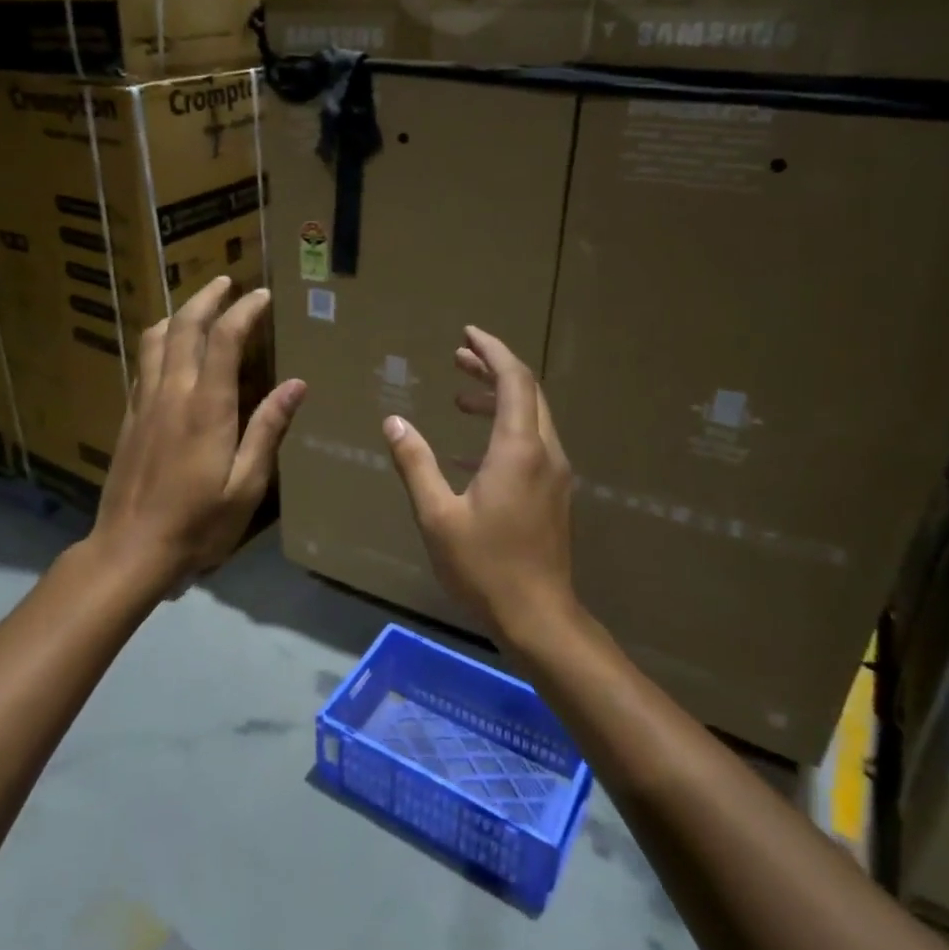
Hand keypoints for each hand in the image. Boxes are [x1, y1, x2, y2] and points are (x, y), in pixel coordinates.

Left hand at [89, 276, 306, 592]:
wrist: (130, 549)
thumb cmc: (198, 523)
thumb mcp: (246, 485)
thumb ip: (268, 430)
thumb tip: (296, 384)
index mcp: (207, 407)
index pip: (224, 340)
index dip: (244, 311)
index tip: (262, 296)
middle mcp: (172, 393)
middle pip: (184, 328)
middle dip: (206, 298)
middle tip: (226, 282)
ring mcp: (144, 404)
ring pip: (155, 341)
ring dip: (177, 315)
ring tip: (195, 307)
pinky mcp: (128, 418)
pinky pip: (143, 364)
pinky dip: (158, 343)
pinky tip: (167, 351)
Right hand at [382, 326, 579, 648]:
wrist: (538, 616)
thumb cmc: (484, 566)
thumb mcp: (437, 515)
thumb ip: (415, 463)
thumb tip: (393, 422)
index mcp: (518, 450)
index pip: (513, 380)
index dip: (492, 351)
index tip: (468, 333)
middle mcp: (545, 453)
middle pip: (527, 392)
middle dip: (493, 369)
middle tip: (458, 357)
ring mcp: (554, 474)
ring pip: (532, 418)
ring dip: (499, 399)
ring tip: (460, 398)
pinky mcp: (553, 493)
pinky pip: (532, 444)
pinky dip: (504, 430)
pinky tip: (469, 451)